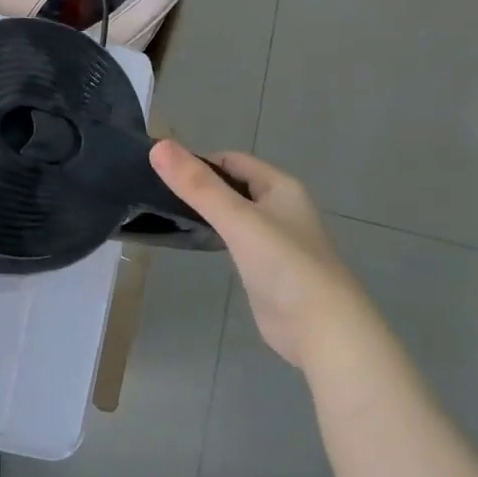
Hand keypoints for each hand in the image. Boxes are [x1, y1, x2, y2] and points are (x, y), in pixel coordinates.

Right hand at [150, 141, 372, 370]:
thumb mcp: (237, 219)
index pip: (231, 160)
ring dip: (205, 211)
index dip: (197, 162)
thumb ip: (197, 185)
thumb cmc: (283, 265)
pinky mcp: (265, 268)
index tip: (161, 174)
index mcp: (280, 187)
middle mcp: (280, 208)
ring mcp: (274, 240)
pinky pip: (234, 240)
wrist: (321, 329)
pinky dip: (213, 236)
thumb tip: (157, 146)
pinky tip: (193, 243)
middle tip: (156, 195)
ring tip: (165, 215)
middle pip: (232, 186)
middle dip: (198, 186)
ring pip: (232, 214)